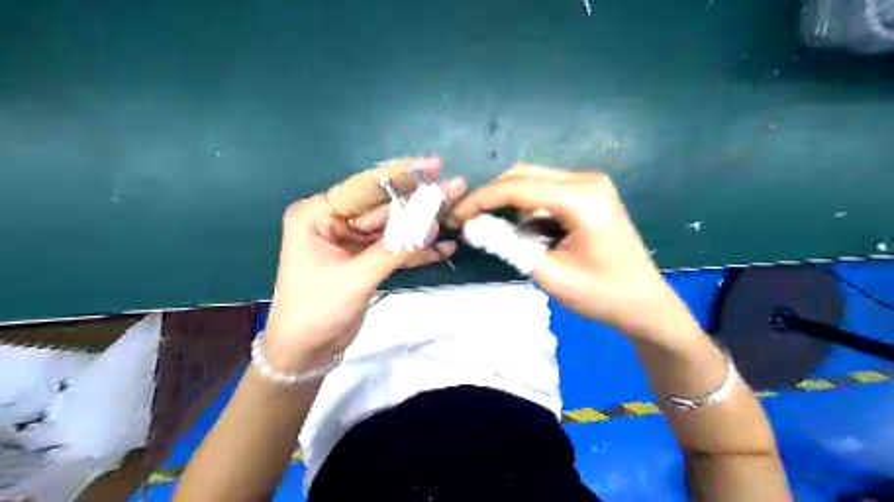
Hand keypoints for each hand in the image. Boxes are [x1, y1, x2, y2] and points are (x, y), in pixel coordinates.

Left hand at [263, 158, 468, 371]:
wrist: (305, 351)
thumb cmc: (316, 310)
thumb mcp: (355, 277)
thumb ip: (393, 250)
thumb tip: (432, 226)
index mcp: (318, 214)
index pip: (365, 187)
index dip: (402, 175)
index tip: (434, 164)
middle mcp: (335, 220)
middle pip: (385, 205)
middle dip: (420, 200)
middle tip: (455, 187)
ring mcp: (352, 240)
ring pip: (394, 226)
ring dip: (424, 225)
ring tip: (457, 213)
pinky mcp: (365, 259)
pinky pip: (394, 248)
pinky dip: (417, 249)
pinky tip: (444, 246)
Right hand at [454, 162, 690, 340]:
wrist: (644, 302)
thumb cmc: (601, 294)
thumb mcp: (549, 274)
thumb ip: (509, 246)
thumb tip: (474, 227)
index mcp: (582, 199)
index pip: (517, 187)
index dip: (481, 200)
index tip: (457, 216)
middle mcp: (587, 180)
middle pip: (523, 174)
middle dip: (491, 196)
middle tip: (468, 221)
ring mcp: (590, 184)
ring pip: (532, 179)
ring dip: (510, 203)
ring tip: (501, 235)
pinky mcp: (589, 192)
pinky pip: (546, 190)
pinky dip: (528, 208)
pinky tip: (530, 233)